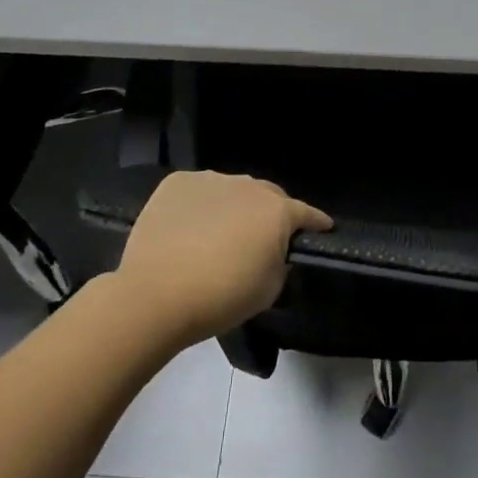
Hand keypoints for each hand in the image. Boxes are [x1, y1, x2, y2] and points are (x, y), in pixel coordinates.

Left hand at [114, 171, 330, 348]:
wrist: (155, 295)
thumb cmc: (221, 297)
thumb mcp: (270, 289)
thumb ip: (281, 262)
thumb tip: (274, 250)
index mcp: (277, 210)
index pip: (307, 213)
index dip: (316, 223)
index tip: (322, 229)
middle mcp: (248, 185)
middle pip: (269, 196)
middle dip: (271, 214)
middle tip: (262, 239)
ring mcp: (210, 180)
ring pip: (232, 191)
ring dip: (234, 208)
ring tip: (220, 234)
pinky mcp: (177, 183)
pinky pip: (199, 191)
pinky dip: (200, 206)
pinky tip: (189, 229)